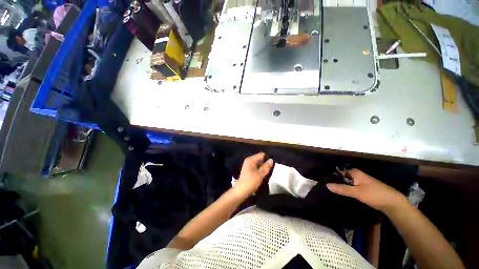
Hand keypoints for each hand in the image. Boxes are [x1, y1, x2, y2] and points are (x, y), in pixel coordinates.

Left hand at [234, 153, 272, 197]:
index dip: (267, 158)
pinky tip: (263, 176)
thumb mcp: (260, 174)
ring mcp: (249, 166)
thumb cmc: (251, 181)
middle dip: (266, 164)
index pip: (262, 154)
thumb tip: (271, 160)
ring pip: (259, 164)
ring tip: (268, 173)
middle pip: (260, 159)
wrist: (241, 191)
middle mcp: (249, 161)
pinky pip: (257, 168)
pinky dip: (260, 171)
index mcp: (251, 159)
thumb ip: (266, 166)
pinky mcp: (249, 171)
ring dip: (263, 168)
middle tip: (270, 170)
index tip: (272, 165)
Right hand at [326, 169, 406, 212]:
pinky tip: (342, 195)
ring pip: (347, 183)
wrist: (393, 203)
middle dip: (335, 183)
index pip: (339, 172)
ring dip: (341, 187)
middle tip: (327, 189)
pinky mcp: (363, 188)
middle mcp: (356, 175)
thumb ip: (341, 188)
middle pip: (342, 178)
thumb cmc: (374, 194)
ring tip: (331, 192)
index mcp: (354, 172)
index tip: (324, 182)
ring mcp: (360, 182)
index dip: (331, 177)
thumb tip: (326, 185)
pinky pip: (351, 187)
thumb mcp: (357, 192)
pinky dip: (347, 190)